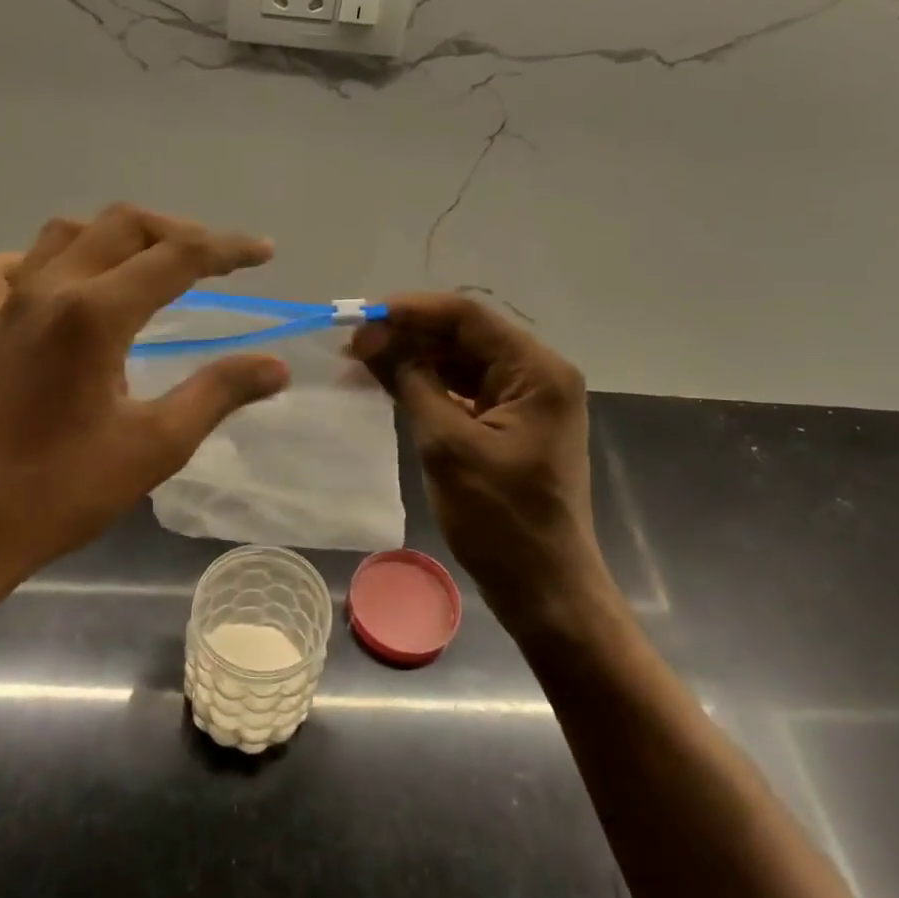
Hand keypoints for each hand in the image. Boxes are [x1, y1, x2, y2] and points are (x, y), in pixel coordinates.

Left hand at [0, 205, 290, 622]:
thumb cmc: (61, 492)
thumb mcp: (156, 445)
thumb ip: (218, 393)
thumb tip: (276, 367)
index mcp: (94, 313)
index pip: (176, 256)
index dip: (227, 249)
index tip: (265, 253)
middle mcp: (48, 290)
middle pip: (122, 226)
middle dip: (179, 232)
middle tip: (219, 259)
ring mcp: (5, 306)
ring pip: (65, 234)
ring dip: (117, 236)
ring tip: (152, 263)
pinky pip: (3, 269)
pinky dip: (38, 261)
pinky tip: (58, 285)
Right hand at [351, 293, 614, 638]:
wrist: (544, 587)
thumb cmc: (500, 519)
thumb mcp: (447, 445)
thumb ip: (410, 381)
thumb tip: (369, 337)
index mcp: (537, 371)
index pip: (469, 317)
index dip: (413, 310)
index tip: (363, 317)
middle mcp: (538, 374)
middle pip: (467, 336)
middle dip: (410, 336)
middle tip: (354, 347)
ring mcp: (527, 400)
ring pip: (464, 362)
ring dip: (416, 360)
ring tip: (363, 365)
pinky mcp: (513, 424)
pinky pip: (467, 390)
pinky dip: (431, 386)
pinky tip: (393, 387)